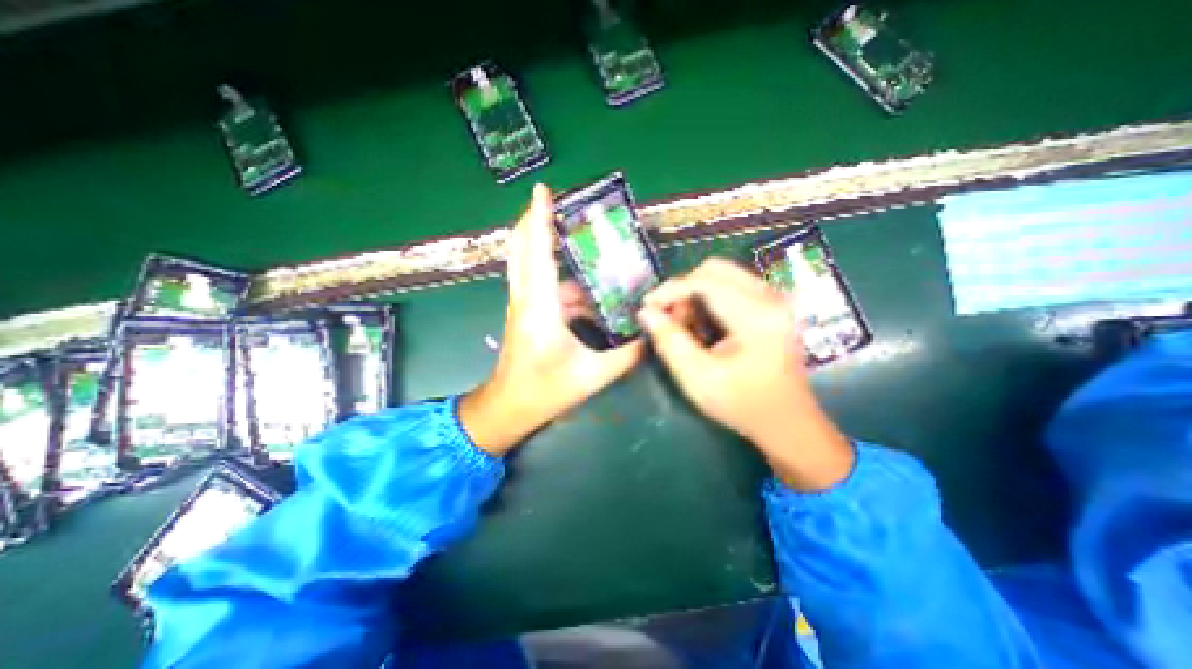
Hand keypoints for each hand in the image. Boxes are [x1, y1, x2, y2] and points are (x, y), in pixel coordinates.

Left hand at [459, 182, 647, 453]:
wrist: (509, 407)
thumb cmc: (545, 391)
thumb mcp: (592, 375)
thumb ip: (627, 355)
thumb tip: (651, 335)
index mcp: (540, 308)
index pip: (538, 252)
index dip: (540, 218)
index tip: (542, 188)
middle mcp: (525, 298)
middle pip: (522, 247)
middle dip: (534, 218)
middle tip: (555, 200)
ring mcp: (521, 304)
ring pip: (526, 261)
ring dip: (543, 243)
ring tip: (574, 236)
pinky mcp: (524, 312)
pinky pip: (537, 281)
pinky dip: (555, 274)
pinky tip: (583, 286)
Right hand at [637, 259, 852, 488]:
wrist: (786, 422)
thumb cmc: (741, 404)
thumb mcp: (697, 377)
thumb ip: (669, 341)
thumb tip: (646, 312)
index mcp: (756, 315)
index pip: (705, 281)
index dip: (670, 289)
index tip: (648, 307)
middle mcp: (770, 297)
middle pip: (715, 269)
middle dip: (683, 288)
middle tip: (668, 315)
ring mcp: (775, 299)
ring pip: (723, 275)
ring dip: (695, 293)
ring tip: (684, 324)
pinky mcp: (773, 306)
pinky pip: (733, 286)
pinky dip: (710, 298)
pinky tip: (703, 324)